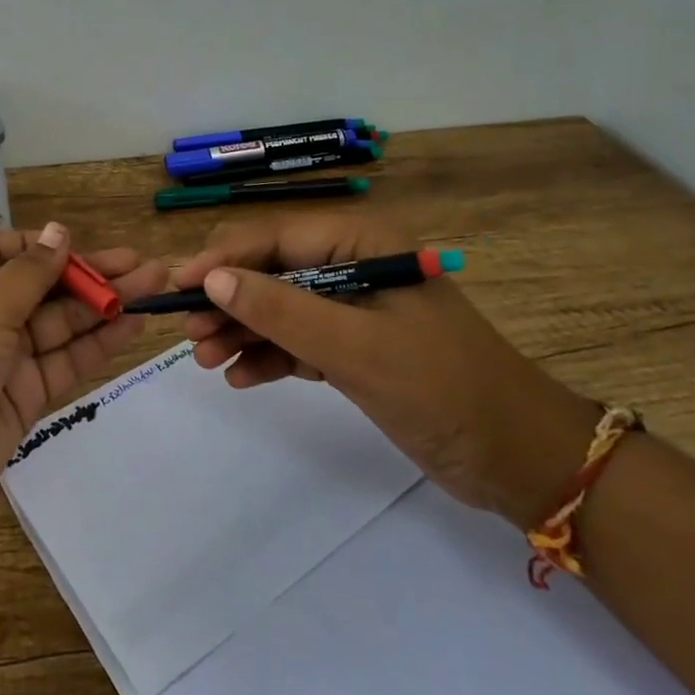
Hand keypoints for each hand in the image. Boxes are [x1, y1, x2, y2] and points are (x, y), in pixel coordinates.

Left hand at [0, 224, 166, 550]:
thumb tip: (59, 231)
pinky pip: (68, 361)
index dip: (49, 246)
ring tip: (154, 286)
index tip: (86, 246)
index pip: (11, 250)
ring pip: (65, 322)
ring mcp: (8, 357)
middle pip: (48, 286)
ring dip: (107, 305)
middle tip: (146, 266)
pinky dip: (100, 343)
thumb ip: (31, 271)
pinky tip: (133, 324)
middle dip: (94, 274)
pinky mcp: (26, 396)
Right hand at [176, 212, 597, 527]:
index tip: (177, 285)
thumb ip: (281, 309)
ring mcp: (352, 307)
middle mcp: (352, 264)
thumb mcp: (355, 346)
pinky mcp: (354, 346)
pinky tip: (240, 377)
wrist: (517, 458)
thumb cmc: (441, 387)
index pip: (274, 237)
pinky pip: (297, 340)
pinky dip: (269, 356)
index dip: (223, 260)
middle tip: (188, 334)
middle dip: (228, 301)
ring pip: (279, 307)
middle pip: (271, 271)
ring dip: (241, 331)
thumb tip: (212, 279)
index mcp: (360, 242)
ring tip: (205, 360)